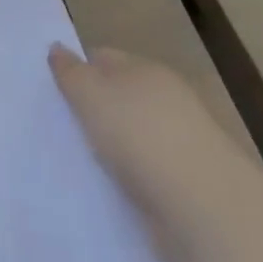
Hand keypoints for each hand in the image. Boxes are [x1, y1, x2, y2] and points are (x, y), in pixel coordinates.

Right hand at [50, 43, 259, 258]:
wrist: (208, 213)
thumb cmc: (141, 137)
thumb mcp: (91, 94)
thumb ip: (70, 72)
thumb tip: (56, 48)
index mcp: (146, 70)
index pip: (104, 58)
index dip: (78, 69)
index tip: (54, 91)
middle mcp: (167, 101)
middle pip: (121, 97)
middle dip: (95, 110)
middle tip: (62, 127)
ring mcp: (183, 145)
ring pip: (134, 138)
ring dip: (114, 149)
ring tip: (83, 163)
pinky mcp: (190, 189)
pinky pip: (148, 176)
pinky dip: (132, 182)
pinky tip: (112, 192)